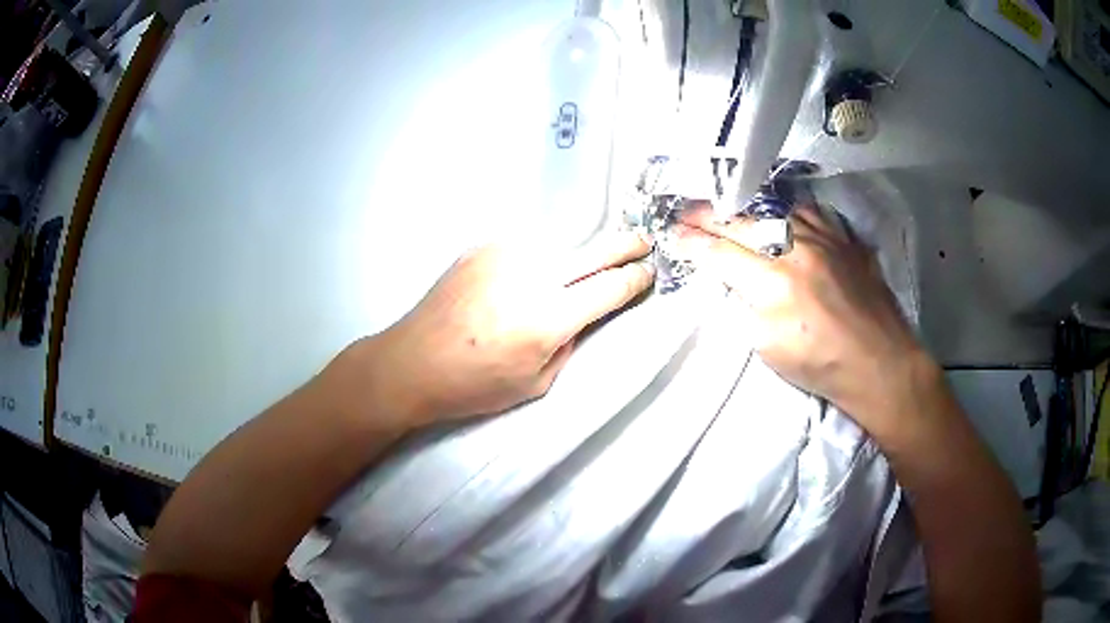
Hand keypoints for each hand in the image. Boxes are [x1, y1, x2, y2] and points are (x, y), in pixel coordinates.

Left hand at [367, 233, 654, 426]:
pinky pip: (524, 249)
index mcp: (548, 317)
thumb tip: (581, 314)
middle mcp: (532, 275)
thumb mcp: (537, 382)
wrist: (412, 361)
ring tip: (569, 276)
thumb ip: (569, 343)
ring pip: (558, 247)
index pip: (610, 287)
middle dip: (625, 246)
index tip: (648, 273)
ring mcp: (504, 253)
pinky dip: (534, 261)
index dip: (635, 279)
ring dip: (572, 259)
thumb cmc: (475, 385)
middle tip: (643, 243)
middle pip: (595, 251)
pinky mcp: (482, 247)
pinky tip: (521, 280)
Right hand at [675, 203, 931, 429]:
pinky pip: (811, 210)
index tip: (672, 235)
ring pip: (775, 208)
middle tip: (685, 212)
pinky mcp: (844, 239)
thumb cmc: (820, 364)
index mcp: (774, 283)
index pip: (721, 253)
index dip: (692, 243)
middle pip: (743, 222)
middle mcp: (797, 249)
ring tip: (725, 204)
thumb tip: (732, 280)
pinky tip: (777, 210)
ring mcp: (824, 238)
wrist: (878, 362)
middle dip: (708, 215)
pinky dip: (786, 207)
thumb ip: (745, 306)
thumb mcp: (768, 347)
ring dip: (744, 206)